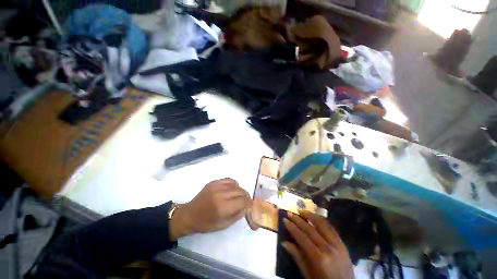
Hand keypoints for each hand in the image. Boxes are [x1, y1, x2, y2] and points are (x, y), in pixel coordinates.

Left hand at [169, 178, 251, 240]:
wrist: (190, 214)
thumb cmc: (206, 223)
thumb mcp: (224, 225)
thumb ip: (238, 214)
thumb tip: (246, 206)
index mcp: (222, 207)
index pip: (243, 201)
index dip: (249, 203)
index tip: (250, 205)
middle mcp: (221, 194)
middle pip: (241, 191)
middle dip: (246, 197)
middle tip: (245, 202)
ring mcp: (217, 186)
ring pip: (236, 184)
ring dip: (240, 190)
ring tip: (238, 196)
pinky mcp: (214, 182)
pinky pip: (229, 180)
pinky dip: (234, 184)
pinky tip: (232, 190)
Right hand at [283, 211, 353, 278]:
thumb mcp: (308, 275)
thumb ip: (297, 257)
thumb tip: (284, 242)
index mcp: (319, 258)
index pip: (302, 237)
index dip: (292, 227)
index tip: (284, 219)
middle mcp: (328, 248)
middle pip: (310, 229)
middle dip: (298, 219)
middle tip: (290, 213)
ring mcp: (337, 245)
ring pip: (322, 224)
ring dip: (310, 215)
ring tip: (301, 211)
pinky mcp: (343, 244)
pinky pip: (331, 228)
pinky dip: (321, 220)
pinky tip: (314, 217)